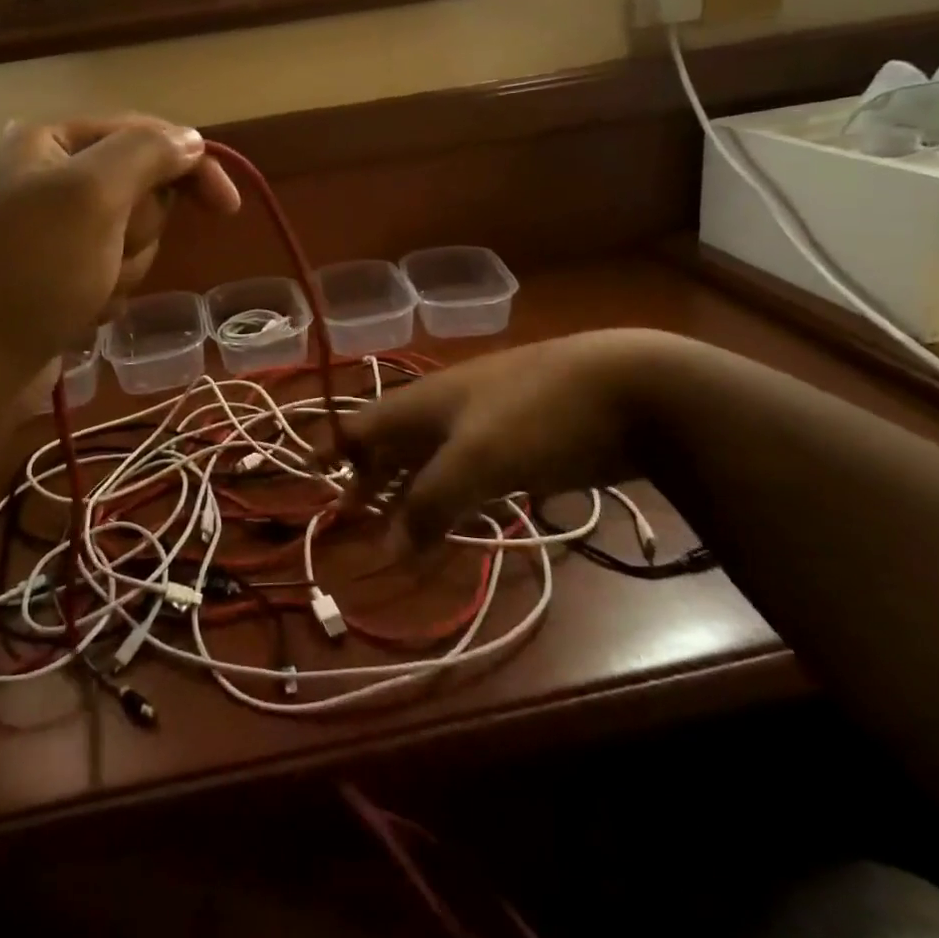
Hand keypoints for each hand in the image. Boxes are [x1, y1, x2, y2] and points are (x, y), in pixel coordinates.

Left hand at [0, 116, 239, 388]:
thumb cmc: (27, 271)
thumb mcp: (91, 195)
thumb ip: (147, 154)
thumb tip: (191, 139)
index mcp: (50, 142)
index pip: (143, 135)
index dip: (191, 166)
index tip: (228, 209)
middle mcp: (49, 179)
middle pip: (140, 191)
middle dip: (138, 231)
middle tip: (106, 253)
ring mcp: (50, 234)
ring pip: (130, 240)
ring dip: (122, 269)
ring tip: (84, 292)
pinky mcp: (53, 279)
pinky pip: (109, 275)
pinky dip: (104, 296)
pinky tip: (76, 314)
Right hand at [340, 331, 675, 546]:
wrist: (626, 388)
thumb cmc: (536, 417)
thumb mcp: (474, 461)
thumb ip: (428, 504)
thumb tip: (388, 548)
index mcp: (424, 401)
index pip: (363, 424)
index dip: (335, 449)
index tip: (312, 476)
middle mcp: (446, 407)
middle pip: (394, 443)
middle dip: (372, 479)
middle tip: (356, 518)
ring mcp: (486, 421)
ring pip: (433, 458)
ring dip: (412, 492)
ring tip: (402, 531)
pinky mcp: (520, 439)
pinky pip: (470, 469)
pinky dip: (454, 494)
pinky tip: (460, 517)